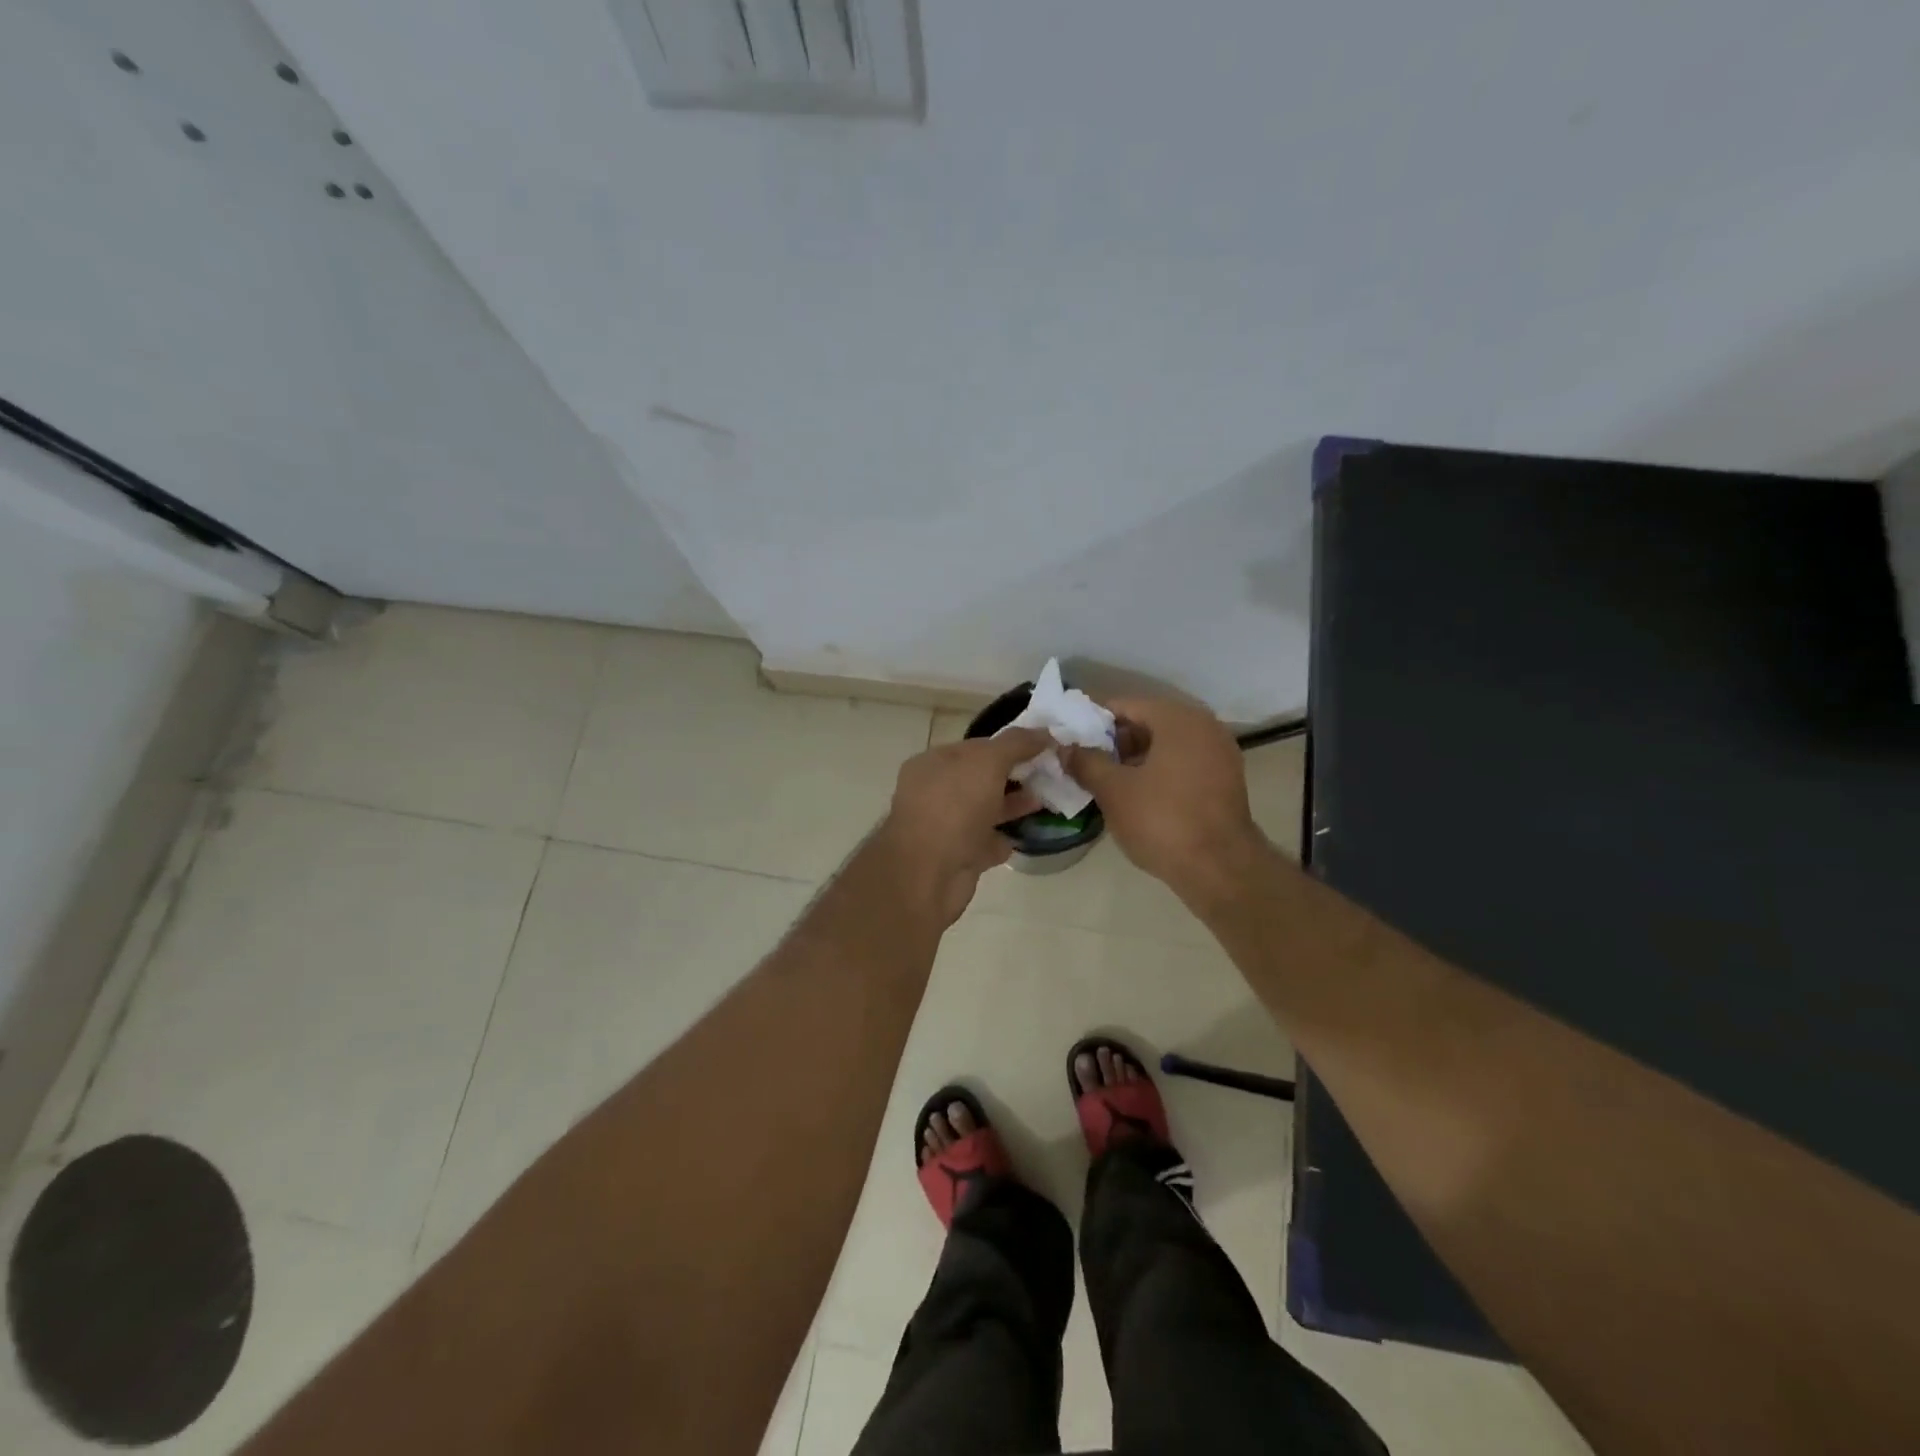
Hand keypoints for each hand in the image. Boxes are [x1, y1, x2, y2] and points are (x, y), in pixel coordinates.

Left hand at [877, 728, 1049, 924]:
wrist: (929, 874)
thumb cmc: (954, 806)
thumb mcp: (987, 762)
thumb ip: (1016, 744)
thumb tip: (1044, 733)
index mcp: (933, 763)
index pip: (976, 747)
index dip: (1009, 745)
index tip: (1043, 748)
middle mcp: (935, 793)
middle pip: (980, 778)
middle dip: (1014, 776)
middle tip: (1050, 775)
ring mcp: (945, 827)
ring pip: (985, 810)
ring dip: (1013, 805)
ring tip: (1046, 801)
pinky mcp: (957, 857)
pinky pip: (985, 842)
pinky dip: (1003, 838)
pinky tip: (1025, 835)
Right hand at [1061, 697, 1267, 906]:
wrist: (1220, 869)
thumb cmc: (1162, 821)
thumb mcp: (1113, 791)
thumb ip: (1086, 763)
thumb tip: (1065, 749)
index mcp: (1178, 719)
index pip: (1126, 705)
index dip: (1094, 720)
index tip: (1072, 739)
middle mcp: (1204, 726)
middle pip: (1149, 722)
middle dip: (1116, 741)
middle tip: (1086, 762)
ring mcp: (1220, 753)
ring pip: (1167, 744)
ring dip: (1136, 758)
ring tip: (1107, 780)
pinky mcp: (1226, 780)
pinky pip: (1184, 763)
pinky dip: (1159, 771)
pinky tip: (1137, 794)